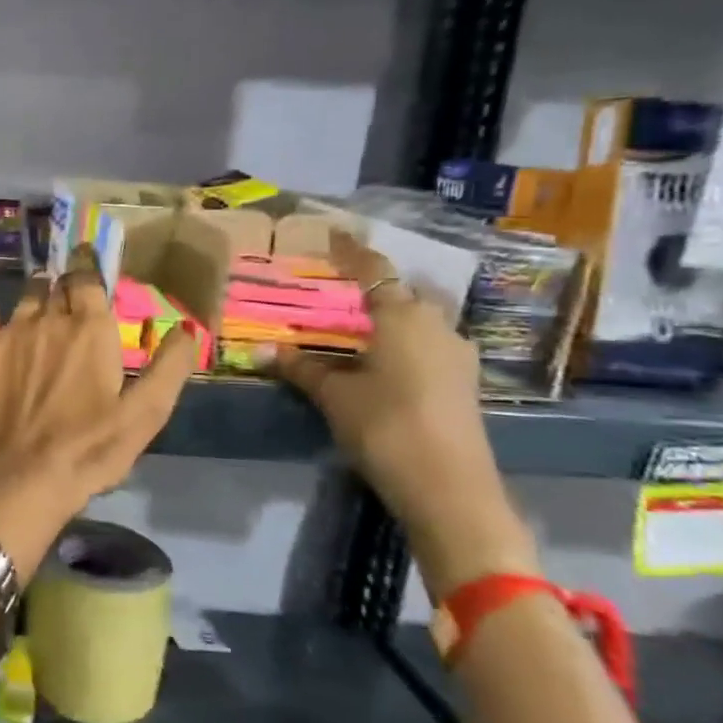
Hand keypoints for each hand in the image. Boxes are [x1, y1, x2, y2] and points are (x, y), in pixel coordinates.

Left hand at [0, 243, 199, 539]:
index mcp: (92, 329)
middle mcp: (52, 318)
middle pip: (61, 285)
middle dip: (69, 281)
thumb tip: (190, 325)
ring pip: (29, 293)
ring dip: (40, 286)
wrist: (21, 475)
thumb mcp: (145, 414)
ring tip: (46, 283)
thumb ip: (169, 367)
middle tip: (75, 285)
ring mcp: (13, 329)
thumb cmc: (89, 449)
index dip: (92, 269)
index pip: (91, 281)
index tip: (94, 263)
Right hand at [275, 230, 536, 597]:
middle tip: (339, 292)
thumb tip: (259, 350)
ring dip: (392, 319)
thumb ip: (300, 367)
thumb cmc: (385, 425)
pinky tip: (382, 362)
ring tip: (358, 328)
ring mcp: (457, 354)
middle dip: (374, 288)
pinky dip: (404, 343)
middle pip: (403, 293)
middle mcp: (437, 325)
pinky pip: (429, 345)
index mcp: (403, 316)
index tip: (334, 235)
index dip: (352, 251)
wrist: (449, 487)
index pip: (374, 270)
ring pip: (420, 321)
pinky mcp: (464, 382)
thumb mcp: (334, 395)